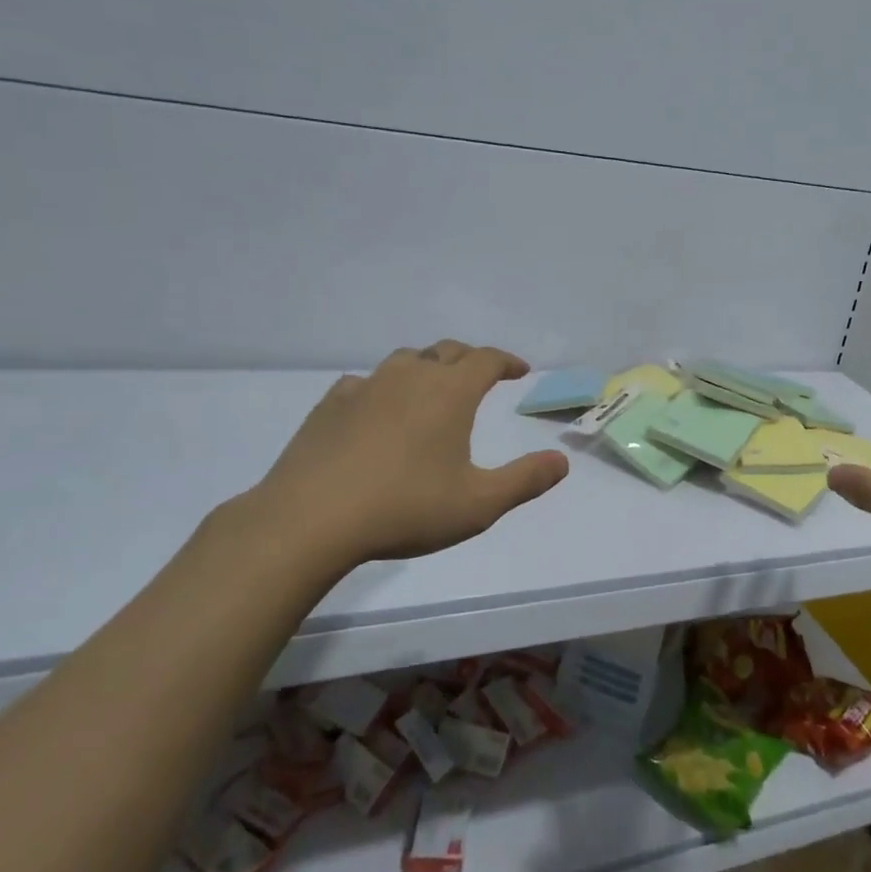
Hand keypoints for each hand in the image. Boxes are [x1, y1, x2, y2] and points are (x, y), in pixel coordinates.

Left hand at [237, 341, 568, 582]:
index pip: (486, 360)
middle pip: (446, 351)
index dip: (507, 361)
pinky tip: (377, 410)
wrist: (308, 520)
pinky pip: (366, 383)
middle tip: (481, 375)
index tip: (519, 370)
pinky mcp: (330, 405)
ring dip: (427, 367)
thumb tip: (562, 461)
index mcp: (449, 393)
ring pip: (405, 360)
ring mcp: (365, 387)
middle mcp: (409, 377)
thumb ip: (525, 480)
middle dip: (470, 359)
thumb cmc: (404, 509)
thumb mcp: (478, 504)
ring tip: (432, 388)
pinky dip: (383, 388)